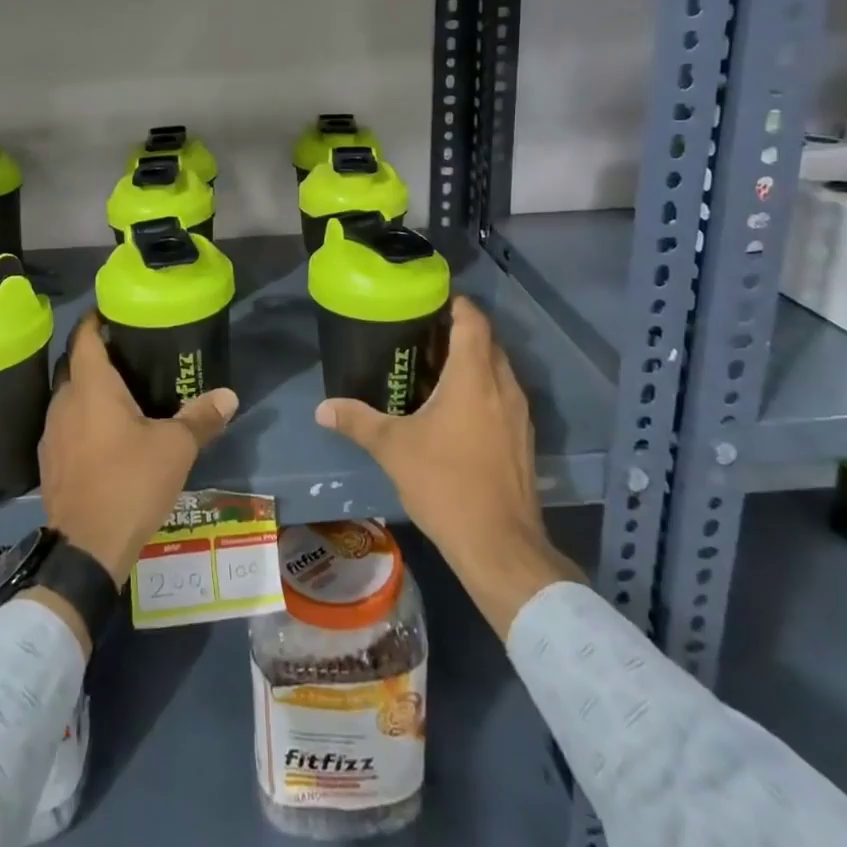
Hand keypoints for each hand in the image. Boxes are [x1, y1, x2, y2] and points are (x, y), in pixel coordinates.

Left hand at [37, 312, 237, 591]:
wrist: (86, 550)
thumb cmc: (131, 483)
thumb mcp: (175, 448)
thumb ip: (201, 418)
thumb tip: (229, 396)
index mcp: (91, 387)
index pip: (85, 336)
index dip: (97, 319)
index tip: (115, 311)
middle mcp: (63, 402)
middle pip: (74, 365)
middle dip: (96, 354)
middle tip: (129, 352)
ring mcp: (52, 434)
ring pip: (68, 397)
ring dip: (88, 389)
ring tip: (121, 392)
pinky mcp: (49, 462)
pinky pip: (65, 425)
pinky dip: (82, 418)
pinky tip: (105, 434)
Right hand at [314, 296, 583, 635]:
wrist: (500, 545)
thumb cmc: (445, 483)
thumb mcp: (393, 449)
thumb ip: (357, 421)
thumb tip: (322, 408)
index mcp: (474, 376)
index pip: (473, 320)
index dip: (455, 304)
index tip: (429, 301)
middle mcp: (503, 386)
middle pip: (487, 341)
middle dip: (459, 332)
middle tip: (422, 336)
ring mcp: (519, 414)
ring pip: (498, 370)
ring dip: (472, 362)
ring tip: (435, 369)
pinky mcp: (523, 439)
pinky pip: (504, 396)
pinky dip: (483, 389)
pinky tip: (456, 410)